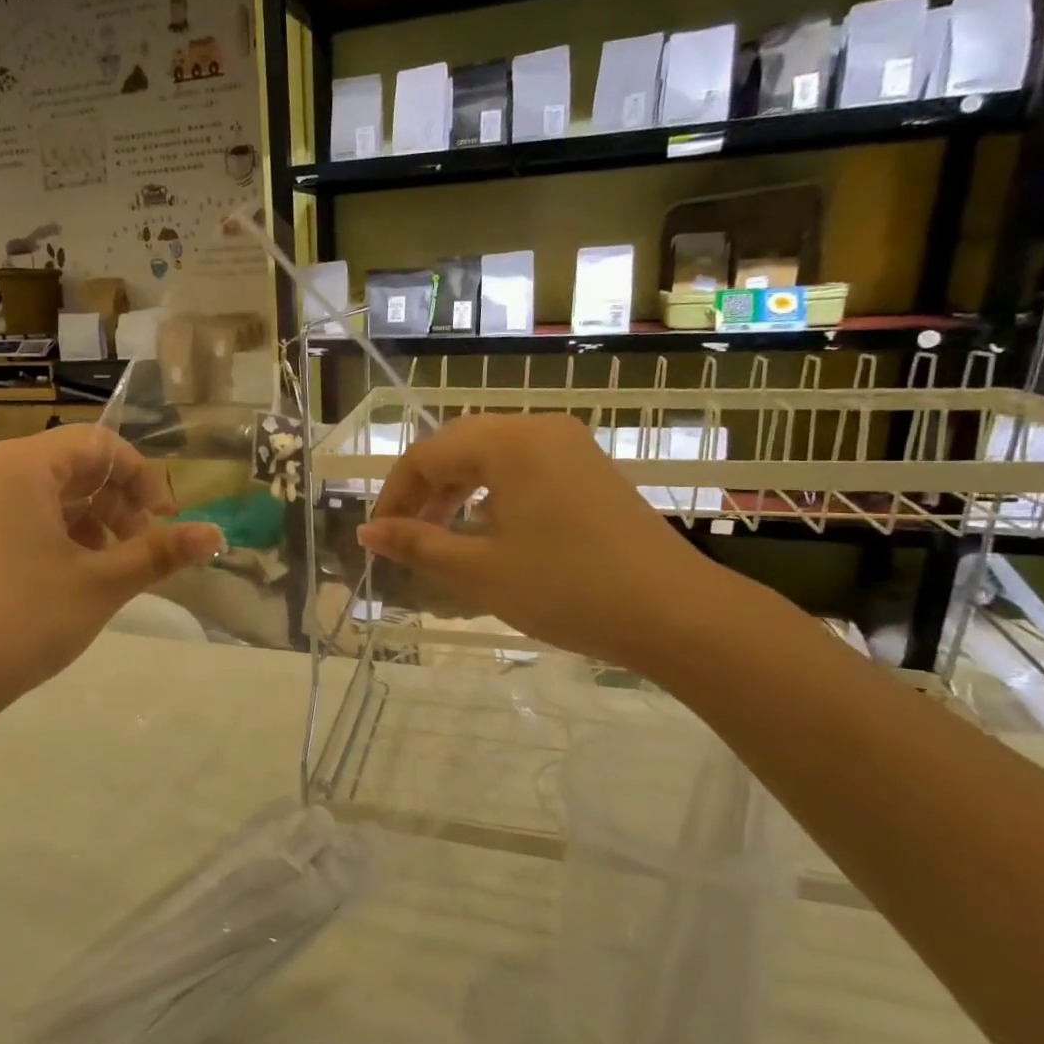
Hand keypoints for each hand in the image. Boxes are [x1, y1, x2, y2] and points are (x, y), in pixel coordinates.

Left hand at [0, 426, 222, 725]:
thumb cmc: (22, 620)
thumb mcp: (101, 584)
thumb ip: (160, 552)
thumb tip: (216, 534)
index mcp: (23, 466)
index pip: (99, 444)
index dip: (142, 477)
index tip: (166, 520)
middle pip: (73, 465)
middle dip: (118, 502)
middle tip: (143, 548)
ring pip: (49, 494)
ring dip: (92, 521)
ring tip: (112, 566)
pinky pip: (22, 516)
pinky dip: (58, 534)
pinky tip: (73, 576)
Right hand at [357, 414, 731, 671]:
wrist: (675, 614)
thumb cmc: (566, 588)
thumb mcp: (479, 571)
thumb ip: (417, 544)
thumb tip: (367, 532)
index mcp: (509, 442)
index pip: (427, 455)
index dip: (394, 496)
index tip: (378, 538)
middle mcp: (539, 430)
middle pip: (458, 447)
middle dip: (423, 491)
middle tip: (404, 536)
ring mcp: (571, 448)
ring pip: (491, 457)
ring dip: (456, 492)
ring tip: (439, 536)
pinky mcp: (591, 472)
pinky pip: (524, 469)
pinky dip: (492, 494)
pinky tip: (488, 531)